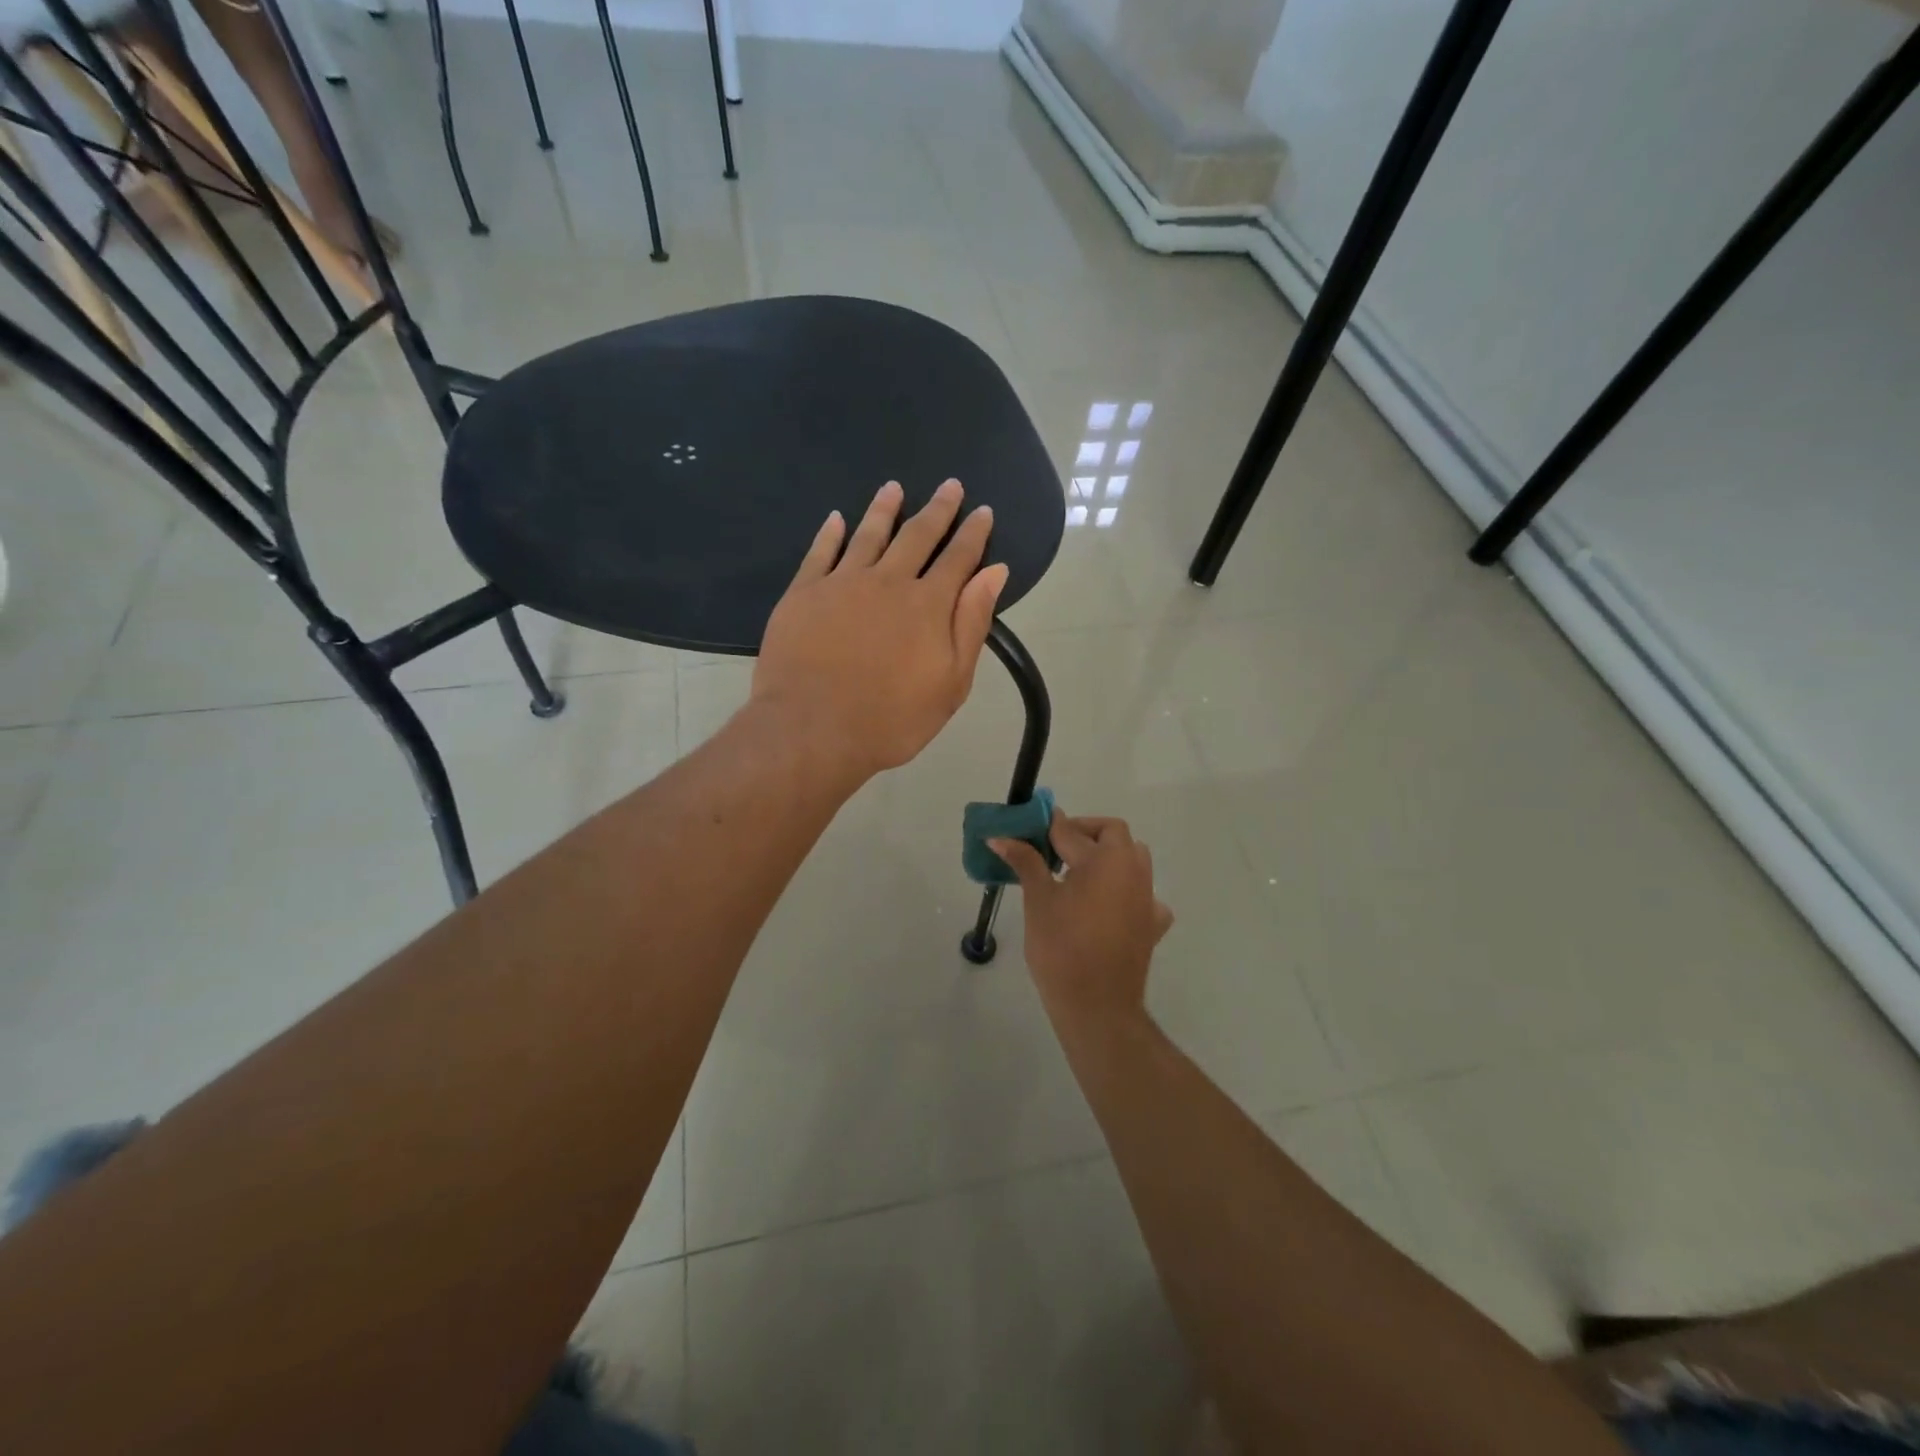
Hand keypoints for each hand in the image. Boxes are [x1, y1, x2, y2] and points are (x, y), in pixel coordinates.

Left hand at [753, 479, 1007, 783]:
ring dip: (884, 509)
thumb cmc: (892, 719)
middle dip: (937, 510)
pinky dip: (830, 533)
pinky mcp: (803, 594)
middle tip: (949, 486)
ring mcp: (841, 583)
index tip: (982, 511)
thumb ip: (972, 624)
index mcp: (928, 604)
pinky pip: (820, 553)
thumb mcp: (951, 683)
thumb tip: (993, 572)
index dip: (973, 533)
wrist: (814, 731)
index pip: (958, 558)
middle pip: (917, 536)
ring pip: (868, 534)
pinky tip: (836, 519)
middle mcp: (887, 581)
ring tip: (893, 488)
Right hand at [991, 811, 1173, 1028]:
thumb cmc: (1061, 947)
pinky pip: (1143, 895)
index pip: (1071, 830)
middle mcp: (1133, 870)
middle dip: (1083, 833)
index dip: (1046, 827)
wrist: (1097, 1005)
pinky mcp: (1152, 924)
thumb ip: (1025, 862)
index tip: (1026, 828)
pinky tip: (1107, 908)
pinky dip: (1126, 892)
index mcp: (1105, 859)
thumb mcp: (1038, 900)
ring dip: (1108, 857)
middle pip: (1112, 834)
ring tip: (1076, 874)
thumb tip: (1000, 837)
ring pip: (1132, 859)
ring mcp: (1147, 897)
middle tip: (1052, 849)